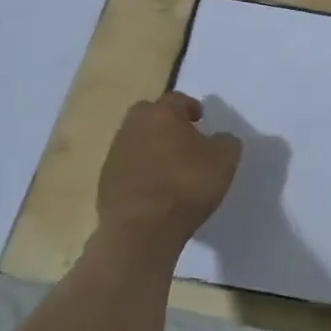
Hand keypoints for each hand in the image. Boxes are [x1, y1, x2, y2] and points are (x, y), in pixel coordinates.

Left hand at [92, 92, 241, 259]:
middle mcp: (133, 127)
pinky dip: (139, 172)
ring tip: (169, 167)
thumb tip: (219, 139)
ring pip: (135, 140)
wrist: (141, 231)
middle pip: (148, 115)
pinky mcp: (104, 183)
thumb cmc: (187, 185)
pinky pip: (126, 167)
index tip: (201, 119)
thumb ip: (225, 141)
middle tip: (182, 138)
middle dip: (164, 122)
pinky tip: (154, 190)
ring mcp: (115, 155)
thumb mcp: (225, 159)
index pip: (176, 99)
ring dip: (150, 147)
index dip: (190, 107)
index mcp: (161, 114)